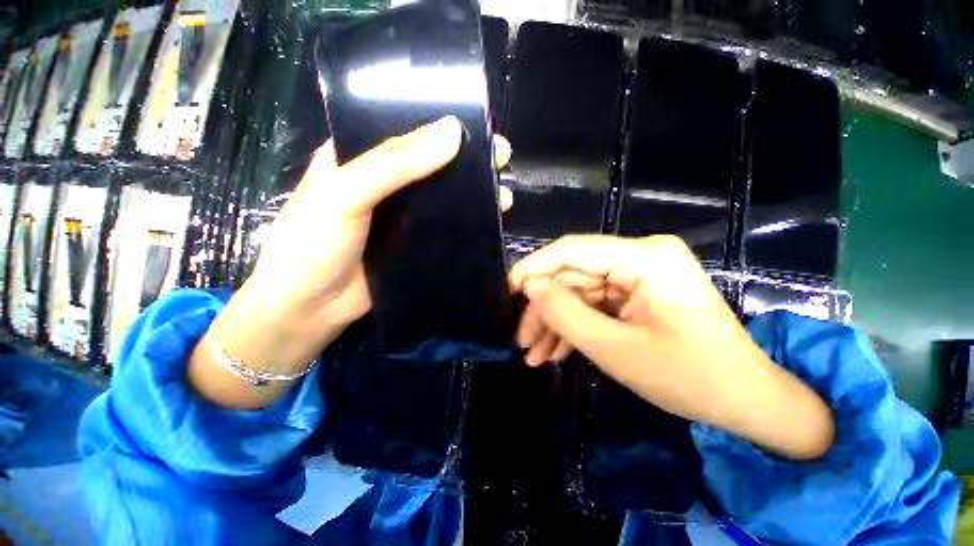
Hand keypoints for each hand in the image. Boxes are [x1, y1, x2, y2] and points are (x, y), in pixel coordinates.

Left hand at [191, 117, 512, 408]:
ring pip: (443, 197)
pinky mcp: (415, 244)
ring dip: (473, 193)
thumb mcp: (344, 194)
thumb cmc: (312, 245)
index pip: (405, 128)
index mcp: (360, 157)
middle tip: (501, 159)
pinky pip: (445, 228)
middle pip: (432, 164)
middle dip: (468, 161)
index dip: (442, 125)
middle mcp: (385, 184)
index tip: (480, 127)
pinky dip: (466, 223)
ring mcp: (402, 217)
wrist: (310, 308)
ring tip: (503, 194)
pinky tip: (489, 221)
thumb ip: (393, 164)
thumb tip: (452, 133)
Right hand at [510, 235, 834, 459]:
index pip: (571, 251)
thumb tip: (530, 287)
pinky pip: (596, 304)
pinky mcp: (638, 293)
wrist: (747, 402)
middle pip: (573, 275)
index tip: (507, 292)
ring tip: (533, 354)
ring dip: (556, 323)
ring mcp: (640, 275)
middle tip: (520, 340)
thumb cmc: (689, 378)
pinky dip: (575, 326)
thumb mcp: (614, 349)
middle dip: (544, 309)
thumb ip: (565, 313)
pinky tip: (555, 351)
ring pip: (580, 293)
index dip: (534, 269)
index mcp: (644, 258)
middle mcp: (641, 256)